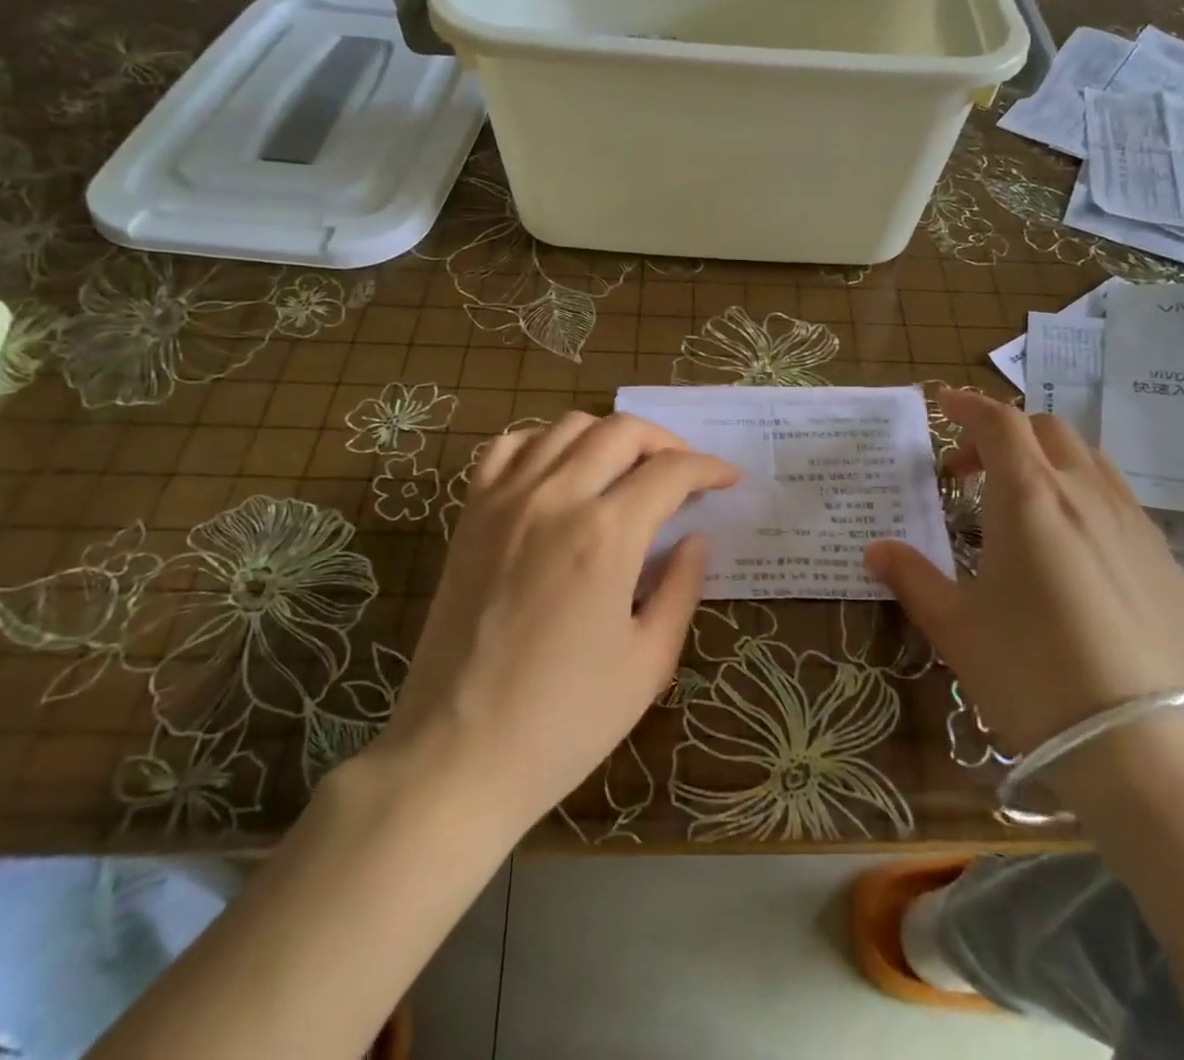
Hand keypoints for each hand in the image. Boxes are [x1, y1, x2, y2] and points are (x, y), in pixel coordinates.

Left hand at [382, 412, 737, 830]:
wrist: (457, 756)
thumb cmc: (564, 721)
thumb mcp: (648, 662)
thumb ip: (682, 587)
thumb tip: (696, 538)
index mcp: (606, 536)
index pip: (671, 472)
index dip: (709, 468)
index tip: (727, 479)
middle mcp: (556, 499)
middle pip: (621, 431)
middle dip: (665, 442)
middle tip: (684, 473)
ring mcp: (505, 501)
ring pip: (567, 426)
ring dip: (608, 436)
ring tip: (626, 469)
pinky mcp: (470, 515)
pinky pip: (507, 447)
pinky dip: (542, 442)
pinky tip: (559, 471)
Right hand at [865, 389, 1183, 803]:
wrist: (1147, 749)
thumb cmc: (1032, 675)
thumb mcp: (956, 628)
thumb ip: (912, 578)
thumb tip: (875, 549)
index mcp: (1029, 498)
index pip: (999, 423)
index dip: (969, 405)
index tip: (944, 403)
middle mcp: (1086, 495)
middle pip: (1047, 430)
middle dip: (1004, 434)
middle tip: (970, 472)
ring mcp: (1136, 526)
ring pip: (1091, 461)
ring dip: (1049, 461)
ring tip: (1023, 502)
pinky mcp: (1168, 564)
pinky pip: (1122, 504)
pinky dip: (1086, 498)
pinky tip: (1076, 551)